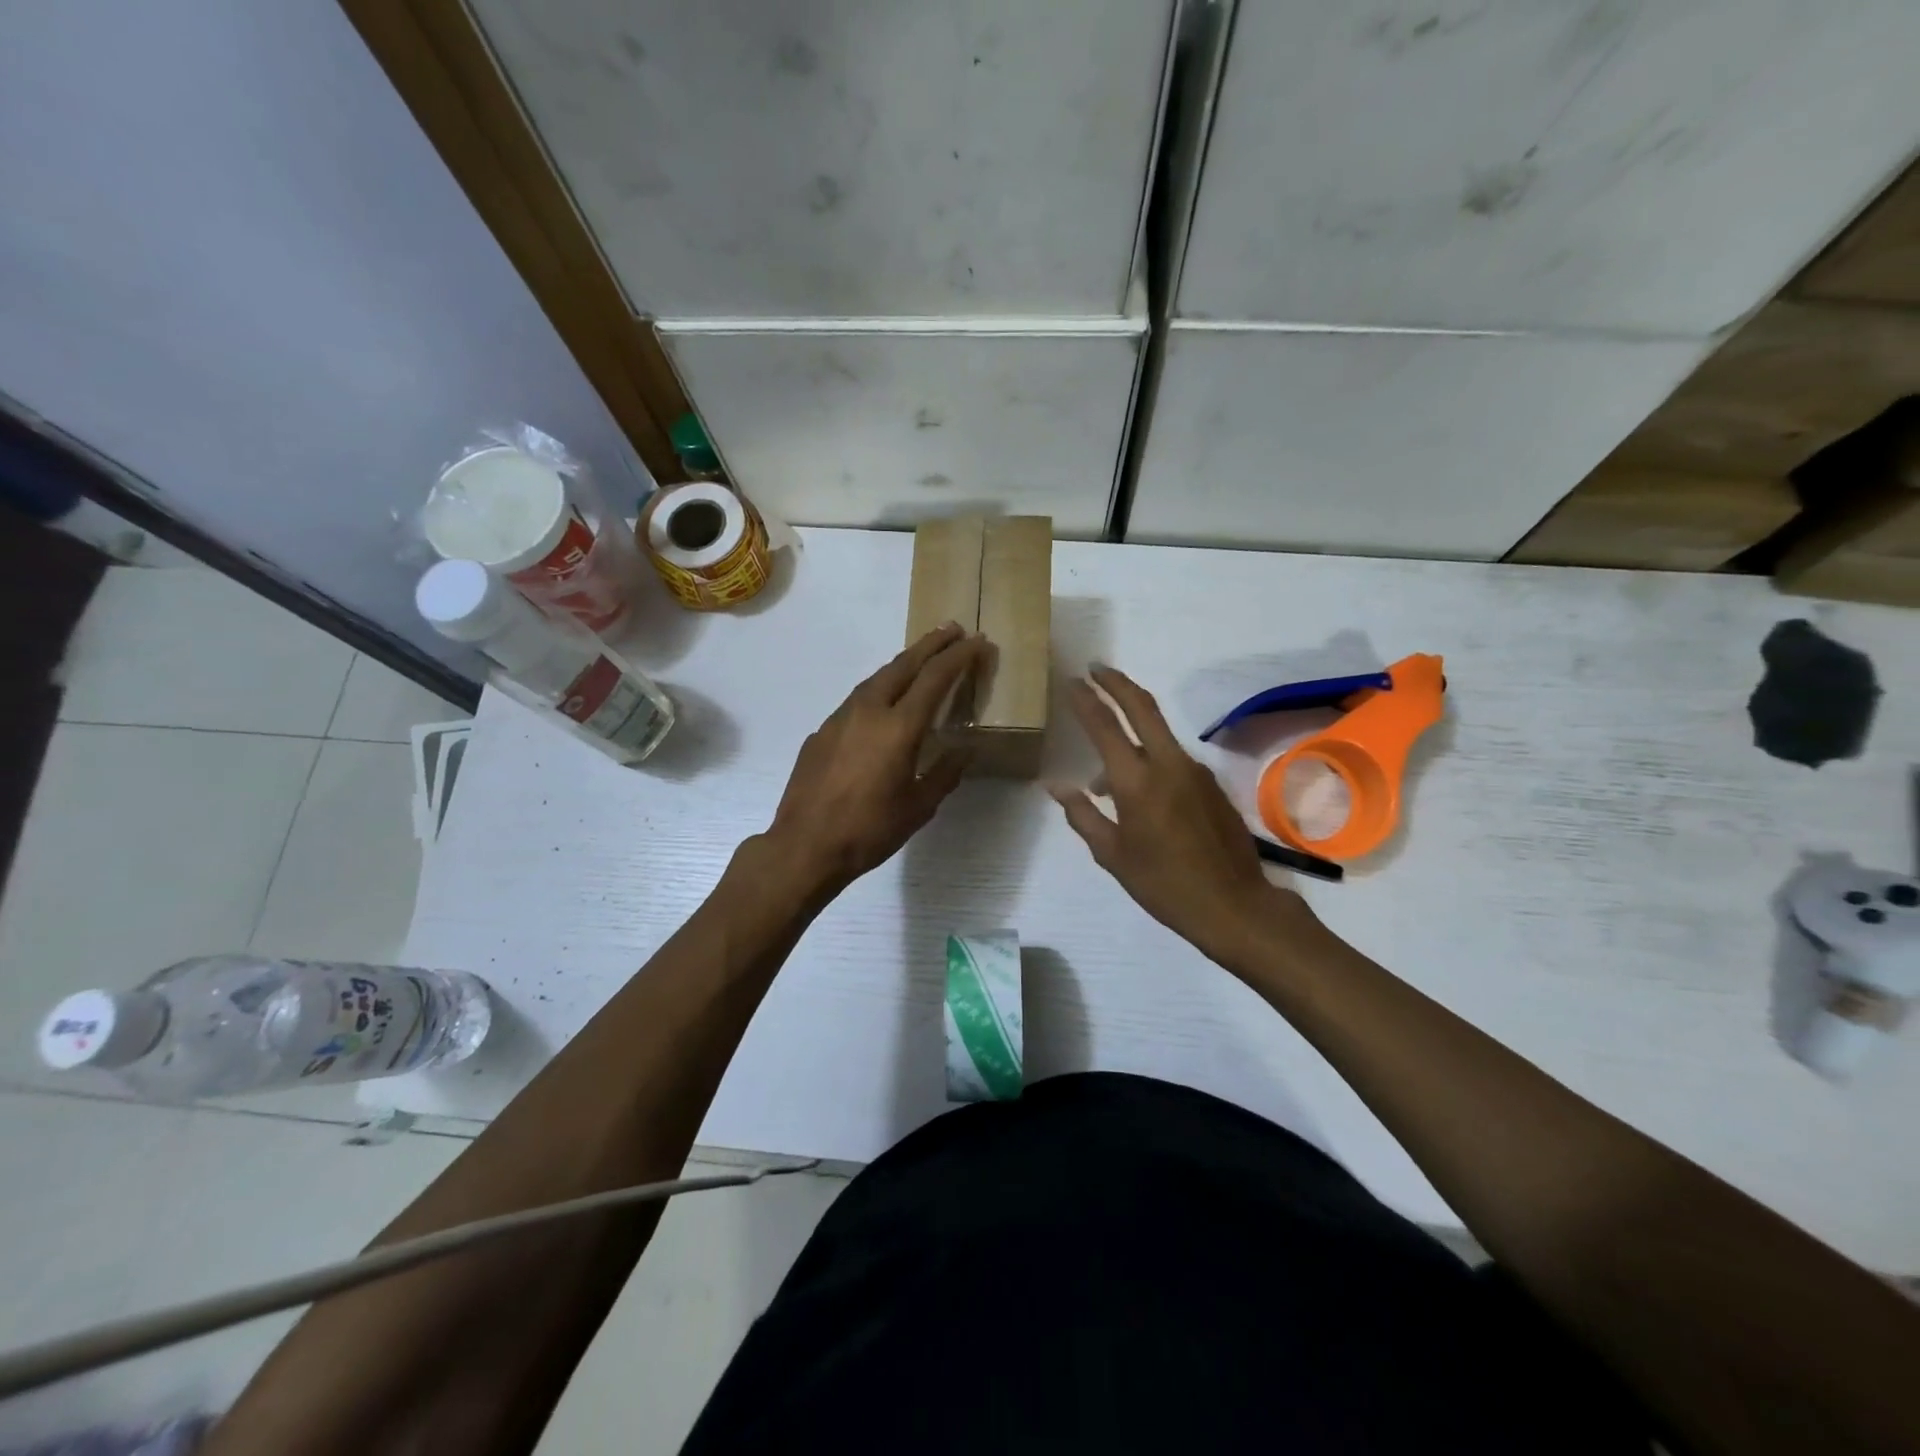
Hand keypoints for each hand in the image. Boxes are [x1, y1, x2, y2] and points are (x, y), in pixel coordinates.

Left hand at [759, 623, 984, 898]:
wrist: (805, 845)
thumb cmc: (869, 830)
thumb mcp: (919, 807)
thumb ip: (945, 773)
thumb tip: (965, 750)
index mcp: (899, 727)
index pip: (935, 678)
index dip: (959, 657)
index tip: (978, 641)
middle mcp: (869, 711)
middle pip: (904, 664)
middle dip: (931, 644)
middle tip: (953, 629)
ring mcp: (840, 718)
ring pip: (877, 678)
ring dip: (903, 663)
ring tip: (922, 658)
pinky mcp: (821, 731)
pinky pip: (857, 699)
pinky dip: (879, 688)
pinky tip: (884, 702)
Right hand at [1049, 666, 1308, 967]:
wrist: (1234, 905)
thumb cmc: (1163, 884)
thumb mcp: (1112, 855)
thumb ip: (1082, 815)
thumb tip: (1056, 786)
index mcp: (1137, 781)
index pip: (1105, 726)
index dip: (1086, 700)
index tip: (1072, 680)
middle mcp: (1168, 764)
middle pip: (1142, 706)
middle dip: (1116, 682)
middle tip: (1095, 669)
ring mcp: (1195, 771)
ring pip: (1158, 733)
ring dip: (1131, 731)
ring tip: (1102, 775)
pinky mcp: (1211, 784)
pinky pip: (1172, 758)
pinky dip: (1149, 758)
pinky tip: (1138, 793)